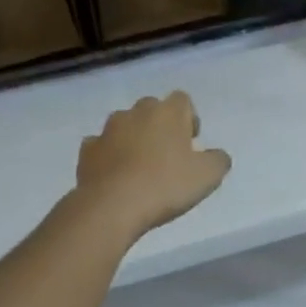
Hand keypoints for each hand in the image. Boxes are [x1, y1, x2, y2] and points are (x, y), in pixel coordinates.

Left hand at [76, 91, 231, 239]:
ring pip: (125, 126)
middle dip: (160, 126)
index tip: (191, 142)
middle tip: (167, 155)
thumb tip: (217, 155)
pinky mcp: (87, 150)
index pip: (182, 100)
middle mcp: (136, 113)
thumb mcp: (207, 177)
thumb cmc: (165, 186)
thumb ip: (218, 160)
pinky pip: (101, 146)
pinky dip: (109, 156)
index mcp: (168, 113)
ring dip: (133, 139)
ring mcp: (108, 130)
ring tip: (140, 167)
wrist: (112, 206)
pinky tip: (116, 176)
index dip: (188, 118)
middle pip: (152, 109)